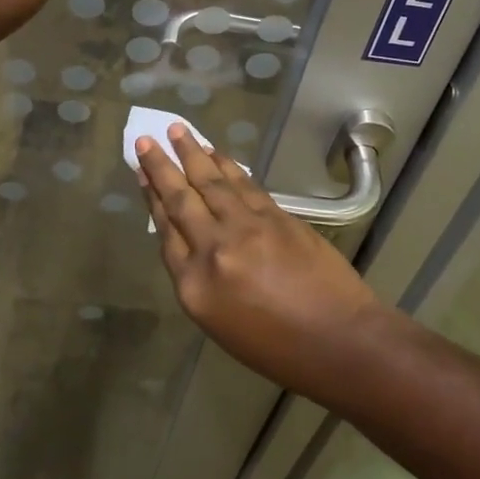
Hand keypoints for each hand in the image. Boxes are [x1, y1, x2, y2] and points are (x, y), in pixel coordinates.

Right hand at [137, 124, 386, 401]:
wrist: (339, 340)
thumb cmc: (275, 348)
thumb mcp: (219, 323)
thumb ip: (198, 277)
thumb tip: (188, 236)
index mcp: (194, 286)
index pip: (165, 230)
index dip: (151, 197)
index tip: (141, 172)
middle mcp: (214, 249)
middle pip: (181, 199)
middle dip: (161, 166)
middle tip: (146, 139)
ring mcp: (247, 228)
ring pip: (212, 182)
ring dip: (193, 153)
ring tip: (178, 130)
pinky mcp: (276, 216)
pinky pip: (243, 184)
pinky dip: (227, 166)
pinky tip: (216, 153)